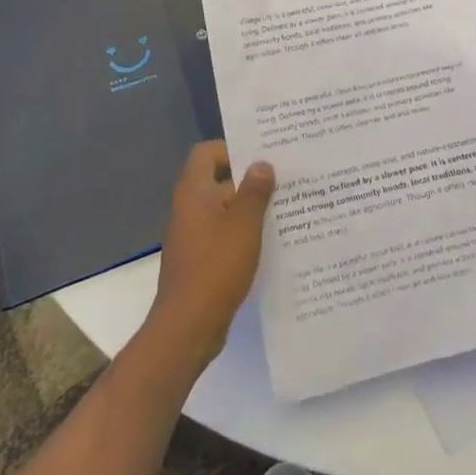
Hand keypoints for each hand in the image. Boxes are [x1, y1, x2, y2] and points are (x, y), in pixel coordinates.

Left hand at [149, 142, 274, 367]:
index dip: (232, 148)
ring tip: (287, 208)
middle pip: (219, 180)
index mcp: (194, 192)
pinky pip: (224, 234)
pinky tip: (272, 242)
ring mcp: (193, 235)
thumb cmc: (216, 266)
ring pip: (224, 209)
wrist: (188, 326)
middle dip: (250, 179)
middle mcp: (189, 208)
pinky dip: (244, 233)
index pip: (207, 153)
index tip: (262, 156)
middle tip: (285, 179)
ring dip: (250, 208)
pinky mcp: (200, 259)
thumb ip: (255, 191)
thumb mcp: (244, 224)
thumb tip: (261, 164)